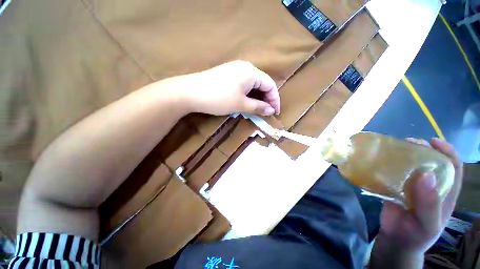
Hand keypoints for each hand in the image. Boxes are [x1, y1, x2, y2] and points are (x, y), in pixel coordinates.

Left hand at [161, 60, 280, 115]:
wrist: (191, 92)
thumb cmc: (219, 98)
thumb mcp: (241, 104)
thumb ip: (258, 107)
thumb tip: (271, 110)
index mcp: (251, 72)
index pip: (270, 85)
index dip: (275, 100)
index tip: (275, 113)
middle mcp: (245, 67)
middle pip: (262, 83)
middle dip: (266, 99)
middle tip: (266, 112)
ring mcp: (235, 70)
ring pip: (252, 84)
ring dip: (257, 97)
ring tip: (257, 109)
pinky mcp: (228, 74)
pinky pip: (244, 84)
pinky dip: (248, 94)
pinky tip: (247, 101)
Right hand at [378, 138, 462, 256]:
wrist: (396, 240)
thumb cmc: (417, 235)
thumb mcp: (428, 224)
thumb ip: (429, 204)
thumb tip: (426, 174)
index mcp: (445, 192)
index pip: (453, 167)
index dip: (447, 151)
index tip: (432, 141)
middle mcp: (430, 185)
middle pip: (431, 161)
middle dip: (422, 149)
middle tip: (407, 142)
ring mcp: (412, 186)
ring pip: (410, 166)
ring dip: (403, 155)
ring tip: (392, 149)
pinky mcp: (395, 188)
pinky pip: (393, 173)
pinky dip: (387, 166)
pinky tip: (379, 162)